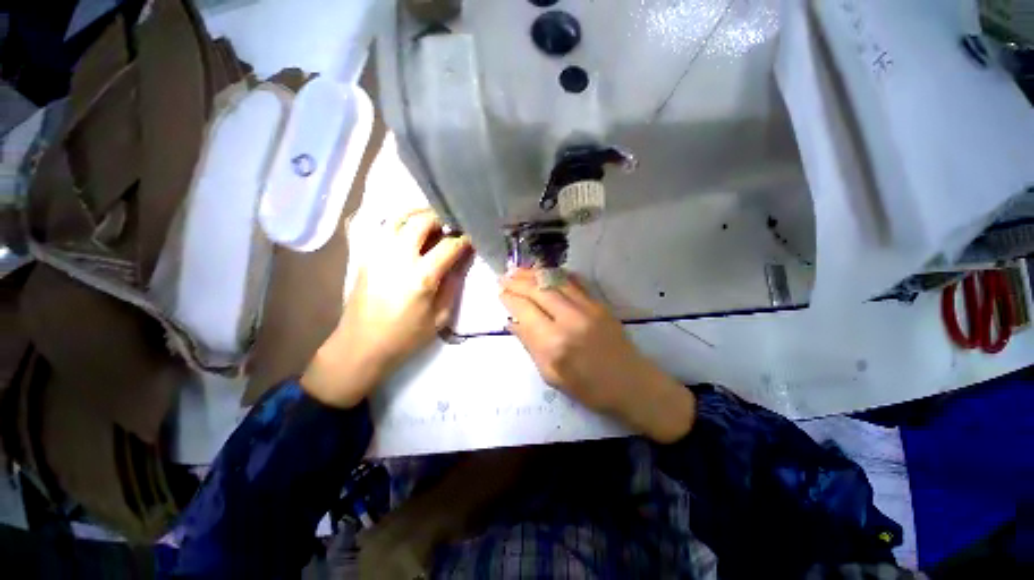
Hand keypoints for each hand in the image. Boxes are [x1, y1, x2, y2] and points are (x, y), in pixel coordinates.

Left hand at [302, 209, 472, 407]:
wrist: (361, 345)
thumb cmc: (405, 336)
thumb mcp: (440, 317)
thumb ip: (453, 285)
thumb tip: (462, 260)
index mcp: (421, 277)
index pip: (448, 246)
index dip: (464, 239)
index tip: (472, 238)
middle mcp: (398, 258)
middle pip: (421, 221)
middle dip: (440, 218)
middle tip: (451, 225)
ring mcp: (378, 253)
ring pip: (399, 218)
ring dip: (419, 215)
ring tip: (432, 222)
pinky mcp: (365, 255)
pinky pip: (384, 228)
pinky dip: (401, 222)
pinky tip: (410, 231)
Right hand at [499, 269, 695, 442]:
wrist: (631, 383)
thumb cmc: (588, 388)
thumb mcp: (551, 375)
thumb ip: (530, 345)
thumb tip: (513, 321)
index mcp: (554, 343)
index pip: (525, 310)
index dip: (510, 298)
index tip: (500, 292)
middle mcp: (569, 319)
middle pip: (538, 290)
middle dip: (518, 281)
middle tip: (504, 277)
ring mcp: (587, 308)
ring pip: (555, 282)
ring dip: (534, 274)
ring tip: (518, 270)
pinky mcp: (599, 304)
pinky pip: (574, 282)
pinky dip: (556, 275)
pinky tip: (545, 272)